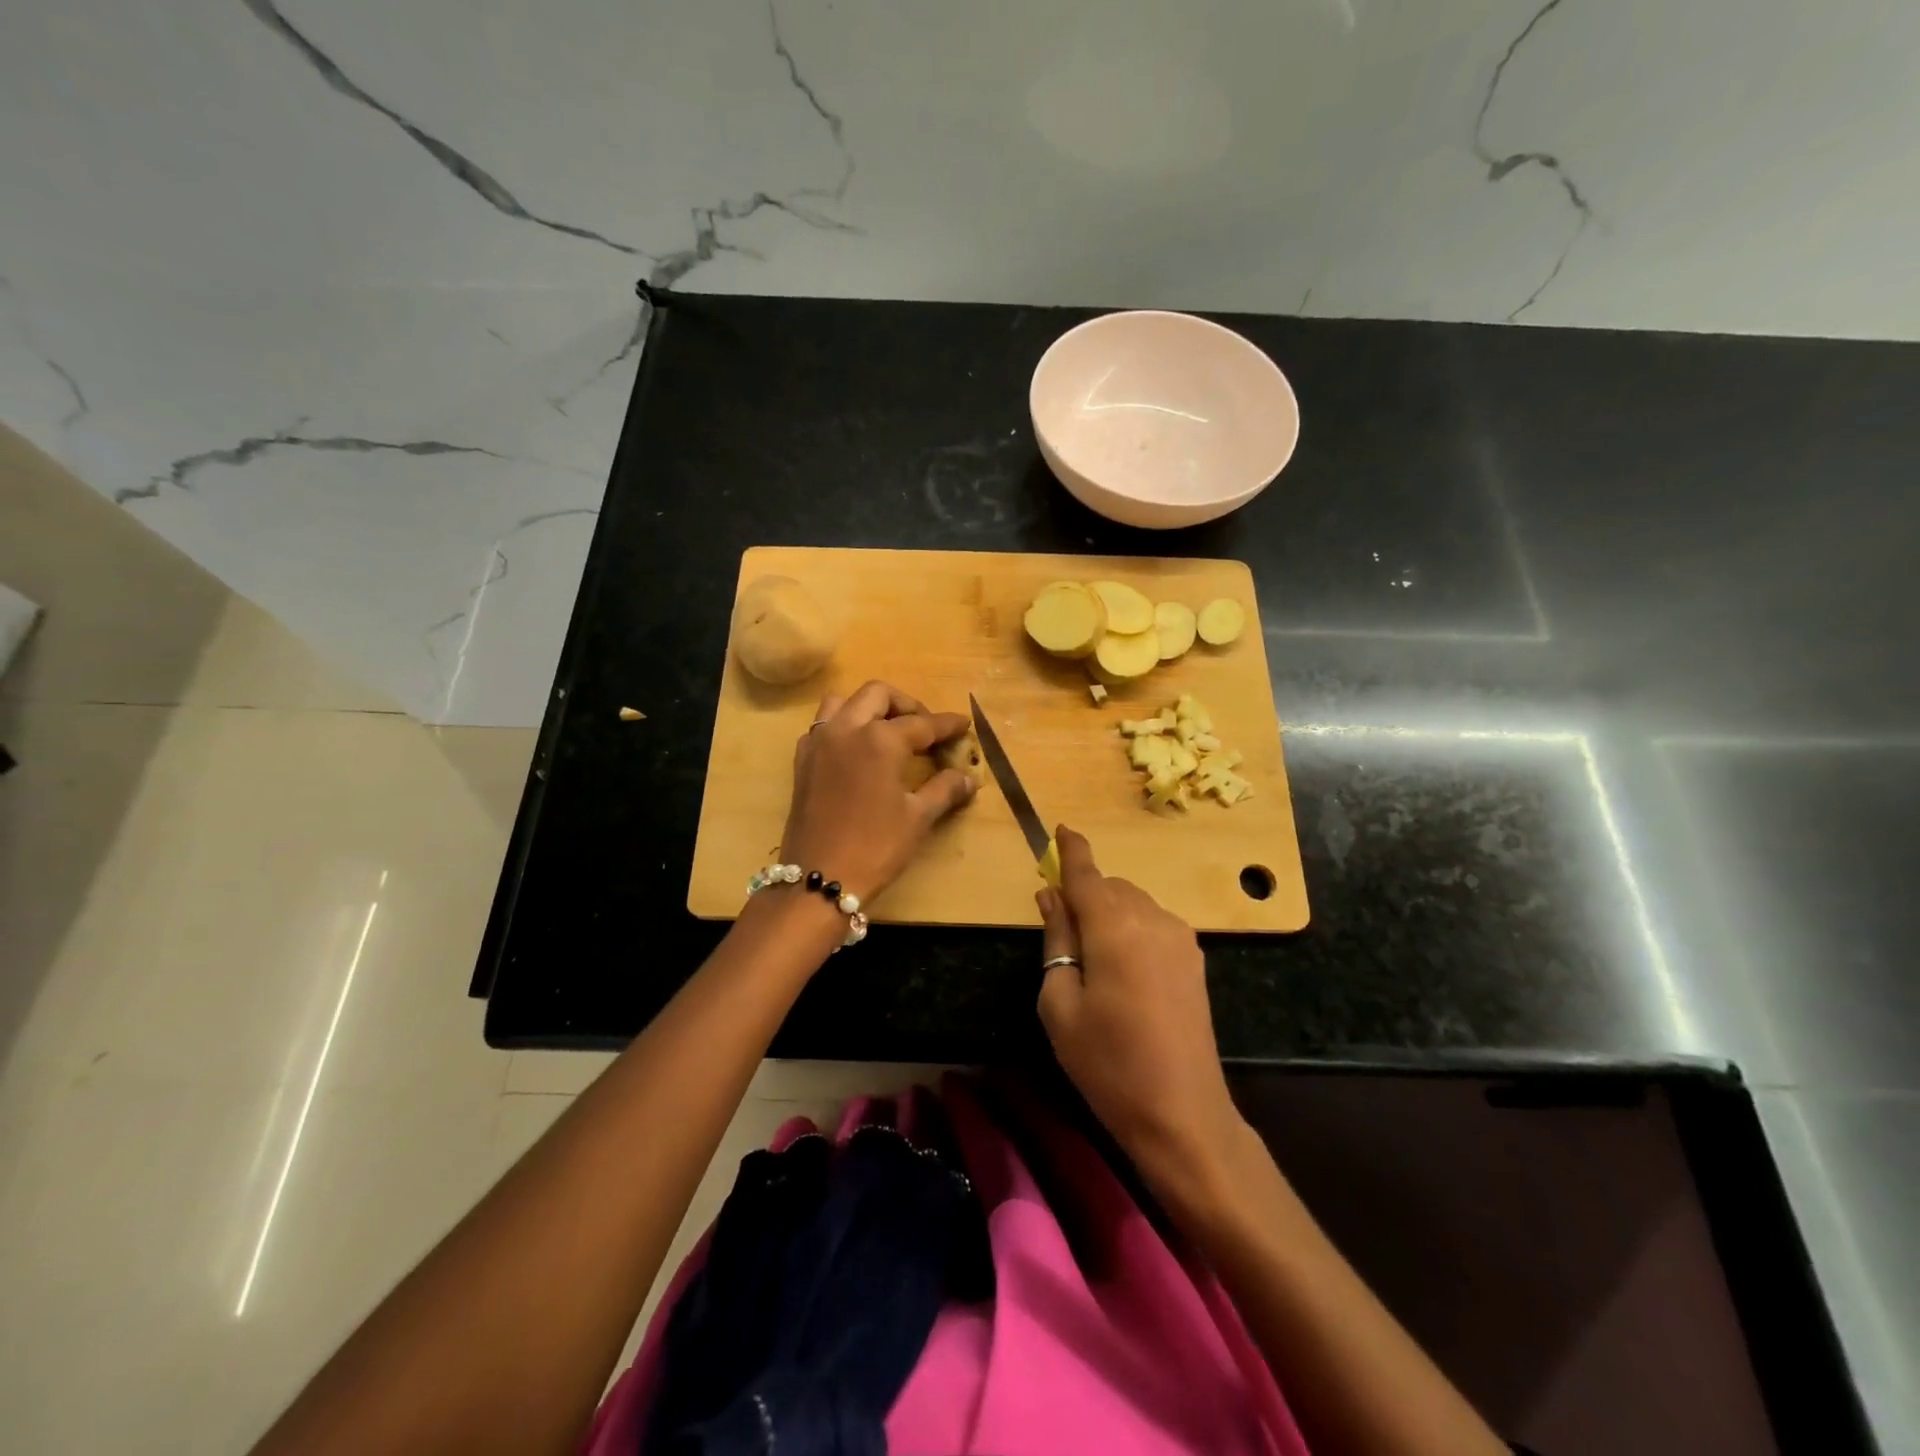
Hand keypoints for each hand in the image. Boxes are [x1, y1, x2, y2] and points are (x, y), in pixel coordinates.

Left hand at [779, 681, 977, 904]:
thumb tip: (969, 779)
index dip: (946, 724)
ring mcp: (819, 742)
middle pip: (879, 695)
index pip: (922, 723)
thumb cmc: (876, 847)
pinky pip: (823, 725)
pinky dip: (843, 725)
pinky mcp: (802, 760)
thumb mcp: (917, 818)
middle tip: (925, 729)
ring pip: (844, 701)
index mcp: (880, 739)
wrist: (818, 878)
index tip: (963, 724)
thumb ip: (944, 790)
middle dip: (907, 705)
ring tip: (889, 731)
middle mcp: (847, 729)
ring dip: (869, 707)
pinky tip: (858, 750)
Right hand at [1036, 826, 1248, 1201]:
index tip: (1061, 829)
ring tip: (1093, 960)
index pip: (1086, 874)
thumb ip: (1057, 939)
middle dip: (1085, 895)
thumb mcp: (1060, 1003)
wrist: (1182, 1113)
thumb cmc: (1107, 1063)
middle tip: (1063, 931)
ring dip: (1110, 913)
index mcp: (1114, 927)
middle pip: (1110, 887)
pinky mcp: (1195, 959)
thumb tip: (1051, 896)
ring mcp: (1180, 938)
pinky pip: (1154, 924)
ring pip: (1134, 903)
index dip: (1072, 850)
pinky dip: (1131, 928)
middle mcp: (1152, 919)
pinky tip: (1124, 970)